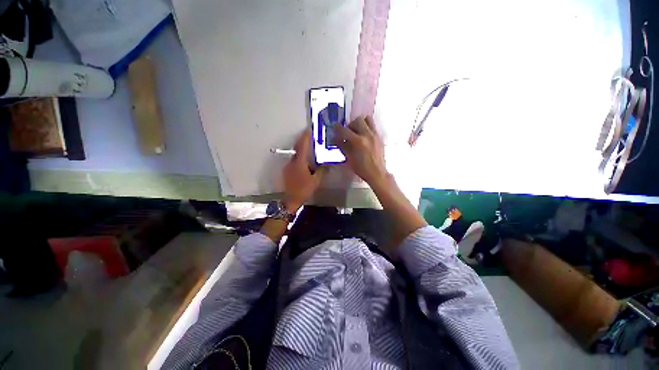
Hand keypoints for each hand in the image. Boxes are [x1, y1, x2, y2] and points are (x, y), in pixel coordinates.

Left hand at [282, 128, 324, 210]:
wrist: (290, 200)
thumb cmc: (304, 190)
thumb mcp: (315, 181)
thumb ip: (321, 171)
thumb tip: (326, 164)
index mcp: (300, 163)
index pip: (302, 146)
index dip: (305, 137)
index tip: (308, 129)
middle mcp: (292, 162)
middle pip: (297, 148)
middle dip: (302, 140)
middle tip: (309, 135)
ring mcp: (288, 166)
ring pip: (295, 154)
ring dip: (301, 149)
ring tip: (309, 148)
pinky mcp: (287, 170)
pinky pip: (294, 160)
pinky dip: (299, 157)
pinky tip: (305, 161)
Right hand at [334, 116, 387, 185]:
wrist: (377, 173)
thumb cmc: (361, 169)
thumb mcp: (349, 158)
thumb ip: (342, 146)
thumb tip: (335, 138)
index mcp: (358, 141)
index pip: (345, 130)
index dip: (338, 128)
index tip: (335, 127)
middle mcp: (367, 135)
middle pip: (357, 120)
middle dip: (350, 125)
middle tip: (348, 132)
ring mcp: (375, 135)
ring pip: (367, 119)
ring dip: (360, 123)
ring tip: (357, 131)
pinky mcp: (380, 137)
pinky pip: (373, 126)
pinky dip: (367, 128)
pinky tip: (364, 137)